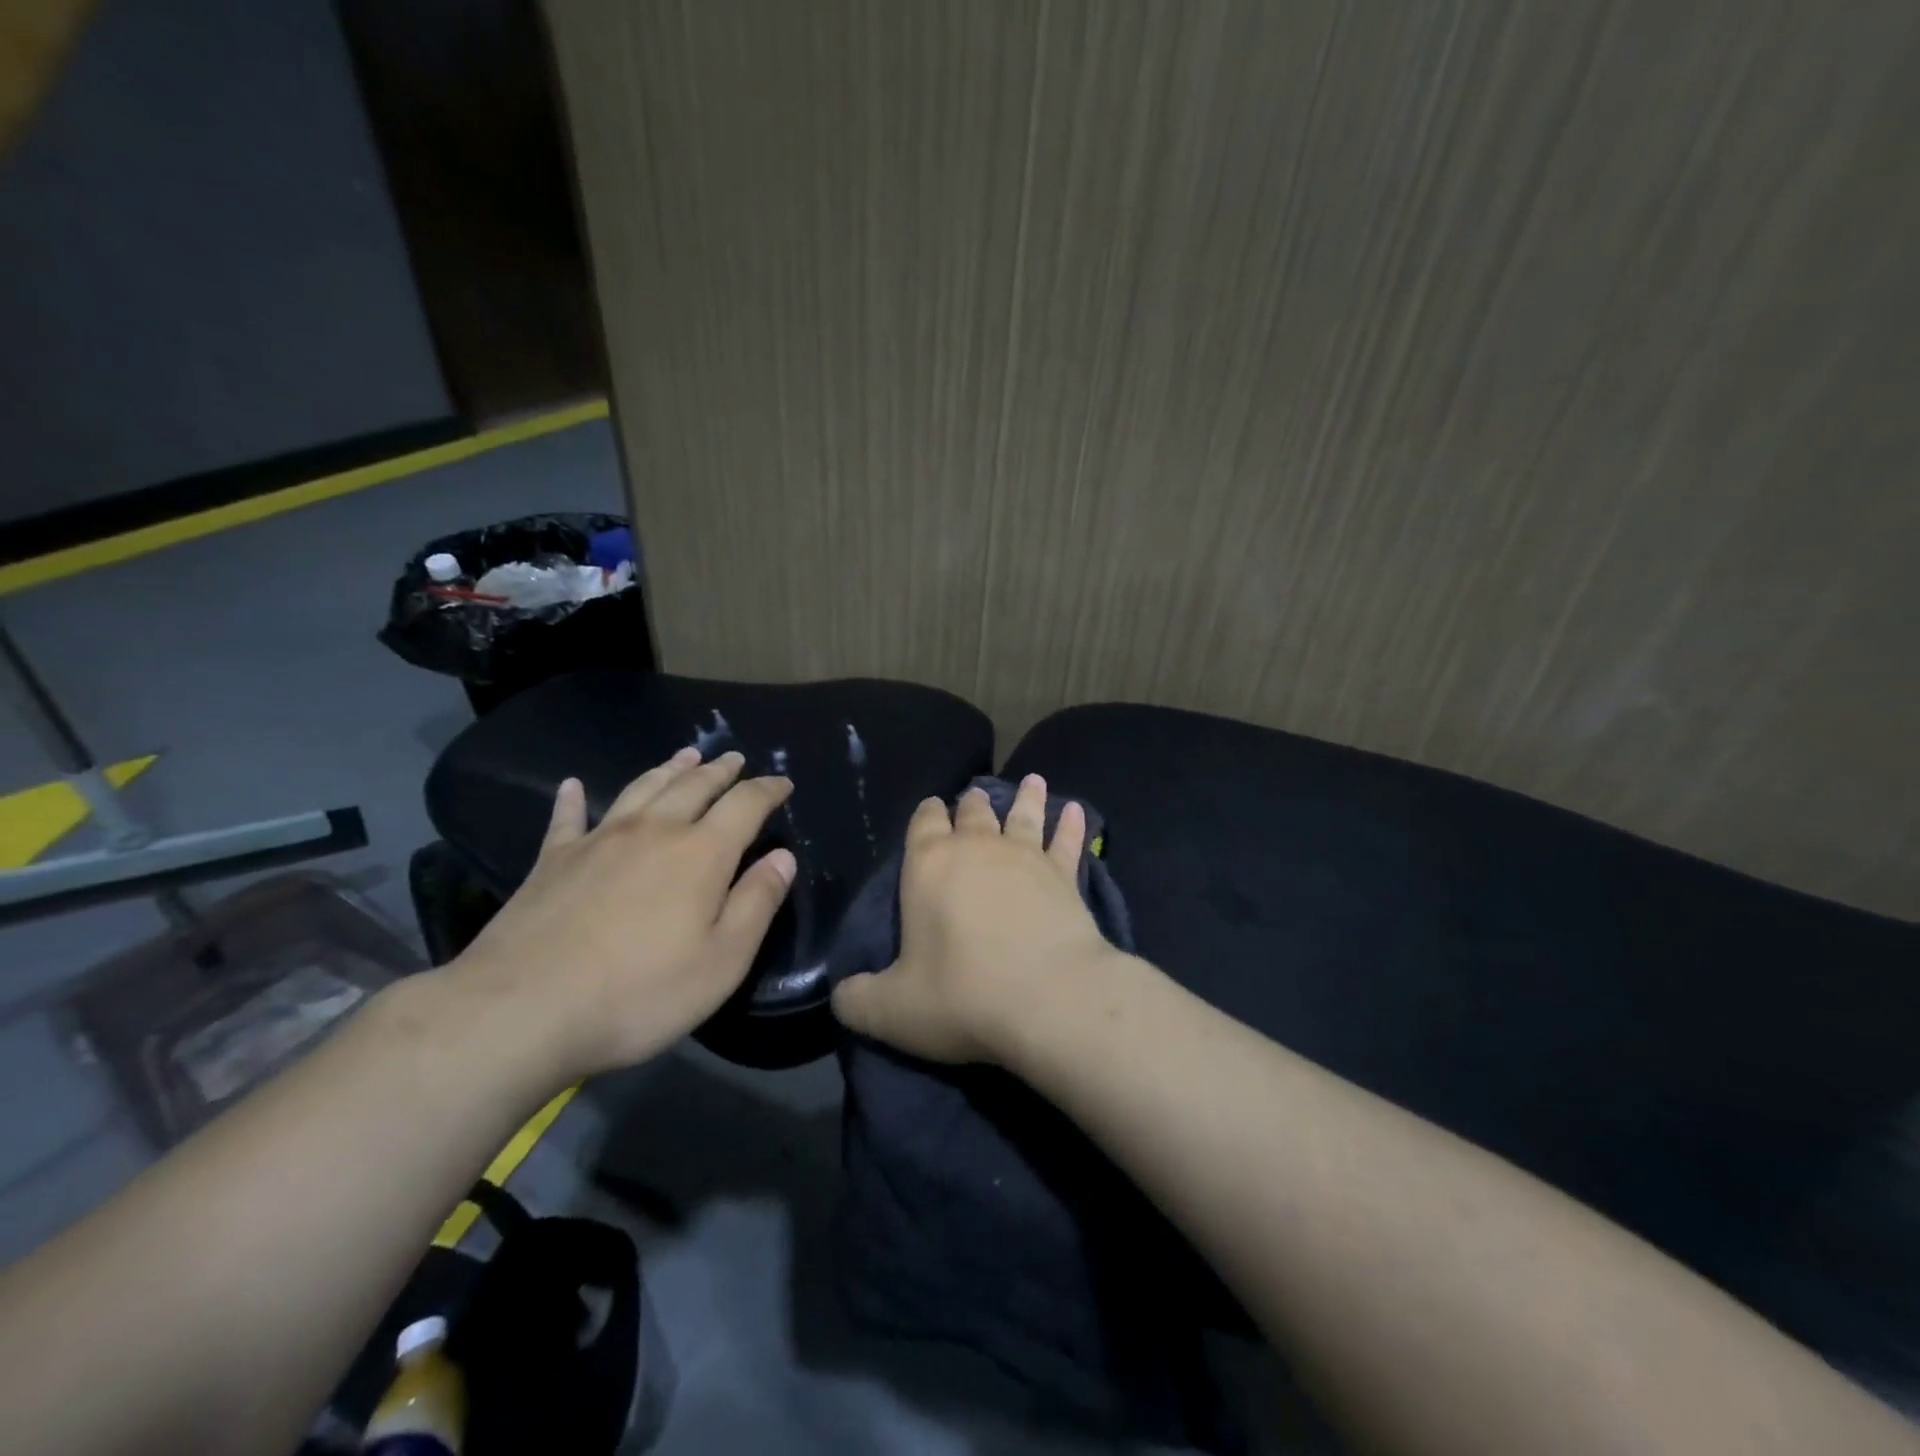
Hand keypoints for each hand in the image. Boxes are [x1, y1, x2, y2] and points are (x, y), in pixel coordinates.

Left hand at [451, 747, 795, 1079]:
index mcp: (701, 853)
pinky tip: (573, 786)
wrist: (522, 1010)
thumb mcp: (723, 960)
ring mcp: (599, 840)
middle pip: (693, 786)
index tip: (783, 783)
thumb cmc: (640, 992)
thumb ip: (757, 902)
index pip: (745, 805)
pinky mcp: (553, 860)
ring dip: (667, 769)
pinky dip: (573, 798)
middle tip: (734, 758)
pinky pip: (568, 817)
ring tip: (685, 756)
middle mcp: (653, 831)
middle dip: (720, 770)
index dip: (767, 790)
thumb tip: (784, 857)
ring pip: (642, 789)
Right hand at [830, 774, 1117, 1063]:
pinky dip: (1072, 825)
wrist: (1050, 999)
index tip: (931, 807)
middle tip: (974, 796)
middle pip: (973, 813)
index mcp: (929, 865)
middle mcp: (977, 848)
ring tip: (1031, 781)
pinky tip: (1077, 811)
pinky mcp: (1065, 876)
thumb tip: (841, 997)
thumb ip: (858, 999)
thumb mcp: (892, 1010)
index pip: (923, 823)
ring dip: (1026, 798)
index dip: (926, 813)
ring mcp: (1026, 857)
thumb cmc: (962, 996)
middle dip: (971, 804)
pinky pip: (1068, 841)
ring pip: (1024, 815)